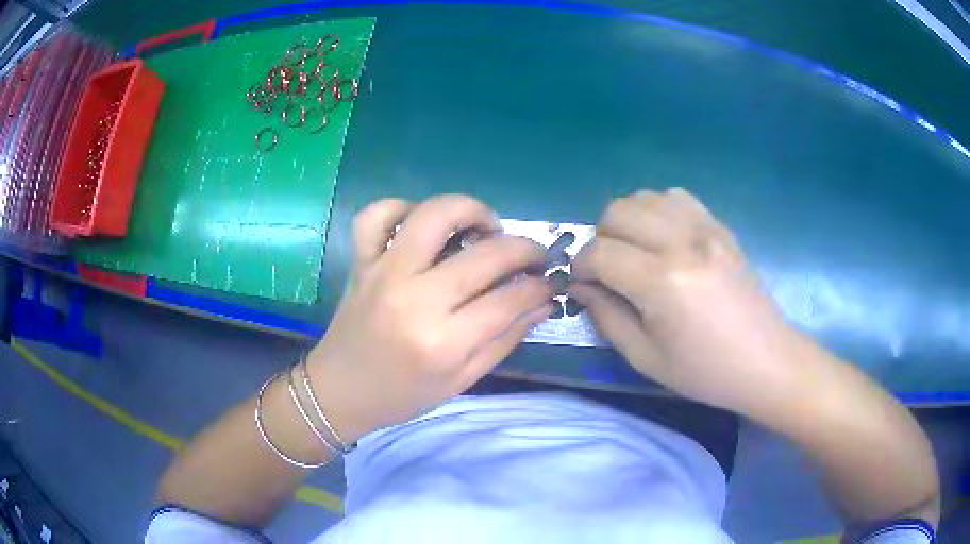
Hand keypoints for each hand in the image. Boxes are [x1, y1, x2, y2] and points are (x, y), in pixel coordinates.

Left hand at [306, 195, 551, 441]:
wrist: (339, 390)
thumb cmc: (403, 395)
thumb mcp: (462, 380)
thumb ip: (505, 339)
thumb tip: (542, 303)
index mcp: (443, 342)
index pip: (509, 299)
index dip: (539, 287)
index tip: (549, 282)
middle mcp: (414, 299)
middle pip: (485, 255)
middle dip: (524, 248)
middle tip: (532, 256)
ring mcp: (383, 273)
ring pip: (433, 215)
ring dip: (471, 210)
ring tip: (486, 227)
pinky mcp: (361, 261)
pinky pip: (377, 215)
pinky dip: (401, 208)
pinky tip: (421, 224)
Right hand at [571, 188, 801, 415]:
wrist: (766, 361)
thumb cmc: (705, 371)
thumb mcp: (646, 358)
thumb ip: (607, 317)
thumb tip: (581, 287)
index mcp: (662, 282)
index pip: (599, 252)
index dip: (580, 267)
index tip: (582, 285)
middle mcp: (682, 243)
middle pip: (618, 212)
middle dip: (600, 238)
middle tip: (608, 269)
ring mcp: (705, 229)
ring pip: (646, 197)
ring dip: (628, 220)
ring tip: (635, 251)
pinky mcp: (720, 227)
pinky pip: (677, 197)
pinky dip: (659, 210)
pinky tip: (664, 238)